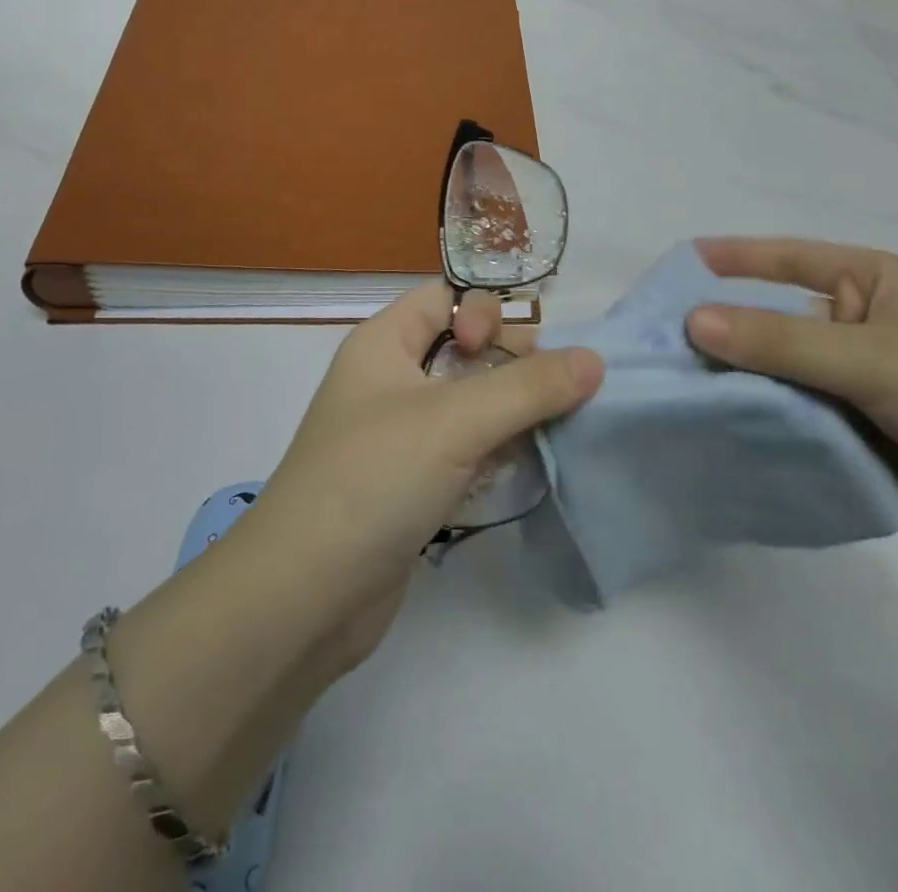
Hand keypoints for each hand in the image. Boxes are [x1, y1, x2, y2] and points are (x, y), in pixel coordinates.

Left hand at [241, 284, 602, 672]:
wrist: (303, 599)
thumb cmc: (372, 480)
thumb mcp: (454, 421)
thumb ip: (528, 387)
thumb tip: (594, 360)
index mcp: (383, 344)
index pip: (444, 298)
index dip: (483, 312)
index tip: (508, 351)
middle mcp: (390, 381)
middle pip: (466, 349)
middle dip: (512, 364)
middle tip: (549, 395)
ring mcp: (401, 436)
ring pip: (471, 403)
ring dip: (512, 412)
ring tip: (549, 433)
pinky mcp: (413, 484)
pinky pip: (467, 449)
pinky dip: (497, 452)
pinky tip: (524, 469)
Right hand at [686, 238, 897, 564]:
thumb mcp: (871, 358)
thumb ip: (779, 341)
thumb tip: (692, 319)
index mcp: (876, 282)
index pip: (790, 259)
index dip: (734, 259)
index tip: (678, 262)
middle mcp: (865, 322)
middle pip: (780, 319)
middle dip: (728, 330)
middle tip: (662, 341)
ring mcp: (864, 377)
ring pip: (786, 371)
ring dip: (744, 380)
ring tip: (679, 387)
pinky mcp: (864, 427)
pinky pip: (802, 413)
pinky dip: (769, 419)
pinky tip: (723, 427)